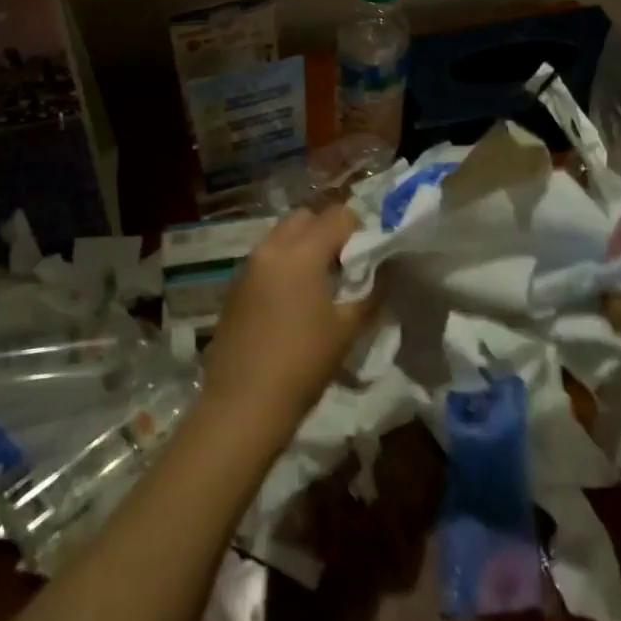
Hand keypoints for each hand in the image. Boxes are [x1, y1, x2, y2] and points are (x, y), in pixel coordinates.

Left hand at [200, 204, 377, 441]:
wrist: (242, 404)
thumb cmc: (302, 364)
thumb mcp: (347, 329)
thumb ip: (371, 292)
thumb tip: (386, 271)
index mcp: (301, 251)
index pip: (338, 215)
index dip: (359, 230)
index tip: (369, 256)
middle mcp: (271, 247)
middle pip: (306, 217)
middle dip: (328, 231)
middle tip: (345, 265)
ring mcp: (248, 264)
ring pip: (282, 235)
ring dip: (304, 245)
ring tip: (320, 283)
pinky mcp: (235, 285)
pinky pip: (266, 257)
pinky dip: (284, 263)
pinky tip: (293, 300)